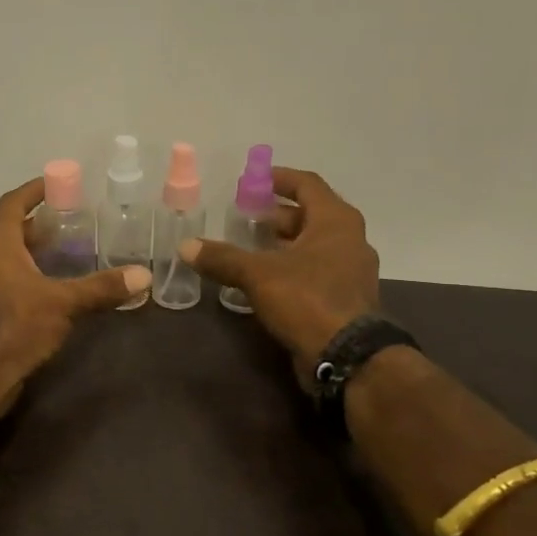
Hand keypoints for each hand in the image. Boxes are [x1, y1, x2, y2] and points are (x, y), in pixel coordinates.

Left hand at [0, 176, 152, 416]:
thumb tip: (143, 275)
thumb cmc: (14, 327)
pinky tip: (52, 289)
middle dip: (37, 223)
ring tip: (67, 252)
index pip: (11, 204)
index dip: (32, 191)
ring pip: (7, 257)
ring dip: (32, 250)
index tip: (56, 183)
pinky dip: (28, 275)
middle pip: (8, 229)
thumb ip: (101, 288)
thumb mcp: (63, 304)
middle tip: (70, 220)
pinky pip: (6, 280)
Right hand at [180, 166, 380, 381]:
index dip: (279, 179)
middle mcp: (349, 239)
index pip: (307, 185)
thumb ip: (222, 258)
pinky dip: (291, 268)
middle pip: (310, 215)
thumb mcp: (258, 275)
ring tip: (250, 248)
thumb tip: (186, 246)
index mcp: (336, 221)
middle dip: (277, 215)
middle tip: (245, 217)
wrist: (347, 356)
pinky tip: (265, 280)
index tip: (254, 180)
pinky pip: (315, 271)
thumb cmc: (307, 299)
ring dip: (283, 244)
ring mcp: (350, 271)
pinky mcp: (345, 298)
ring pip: (312, 245)